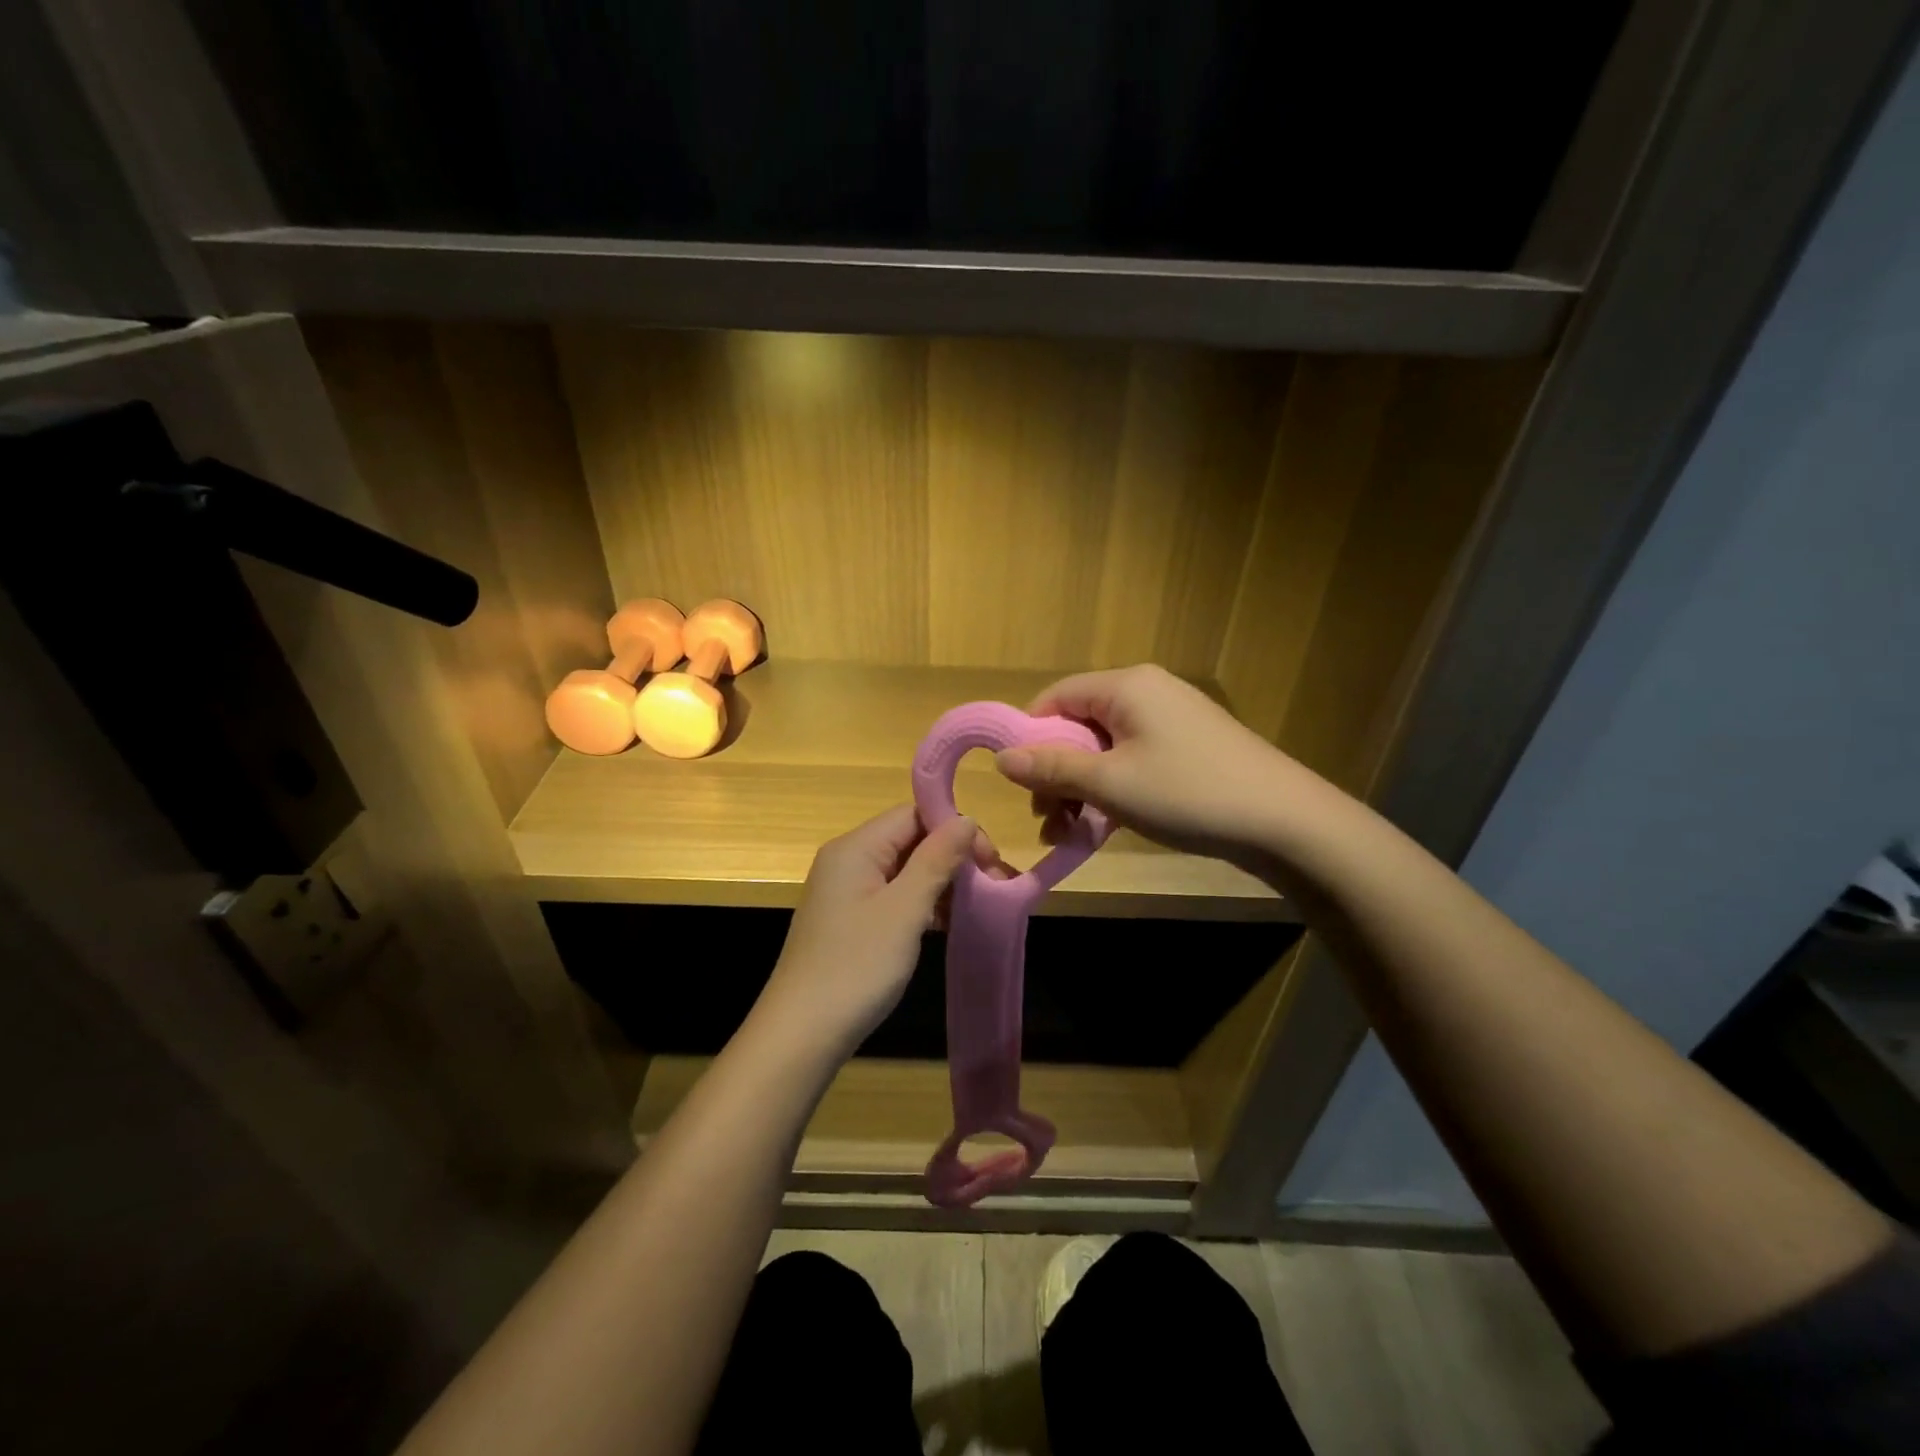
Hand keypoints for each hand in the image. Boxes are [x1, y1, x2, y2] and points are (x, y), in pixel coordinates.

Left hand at [750, 805, 978, 1064]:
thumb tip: (966, 819)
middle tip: (993, 887)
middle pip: (911, 839)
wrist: (801, 1034)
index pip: (914, 813)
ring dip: (942, 883)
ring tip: (978, 907)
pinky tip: (948, 923)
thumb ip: (936, 860)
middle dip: (953, 857)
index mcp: (856, 847)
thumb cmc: (856, 966)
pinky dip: (923, 904)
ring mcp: (847, 892)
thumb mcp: (905, 910)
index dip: (954, 829)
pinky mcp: (851, 920)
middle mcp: (848, 860)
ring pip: (905, 870)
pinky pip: (894, 896)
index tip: (989, 861)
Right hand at [996, 664, 1329, 871]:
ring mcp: (1172, 720)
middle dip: (1056, 773)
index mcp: (1126, 686)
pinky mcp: (1189, 747)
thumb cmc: (1188, 793)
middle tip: (1047, 819)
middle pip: (1079, 725)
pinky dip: (1113, 790)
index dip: (1029, 737)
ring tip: (1070, 834)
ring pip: (1105, 749)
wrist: (1285, 822)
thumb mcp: (1110, 784)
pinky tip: (1103, 828)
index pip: (1055, 697)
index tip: (1020, 784)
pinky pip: (1133, 761)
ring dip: (1081, 789)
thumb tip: (1001, 758)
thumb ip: (1053, 768)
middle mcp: (1147, 692)